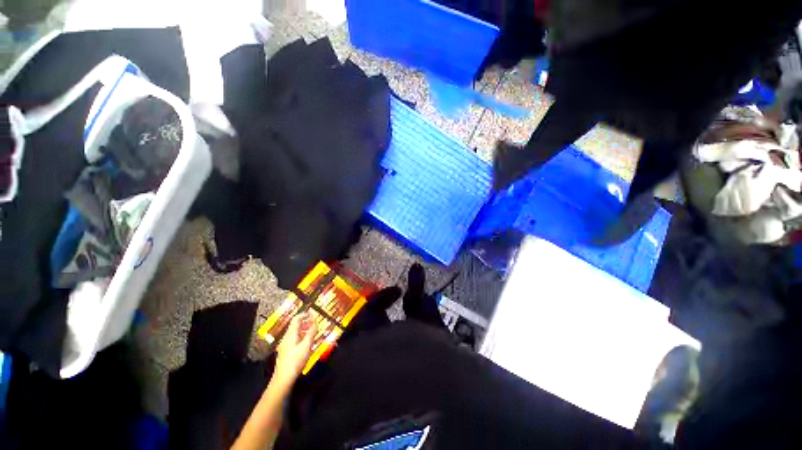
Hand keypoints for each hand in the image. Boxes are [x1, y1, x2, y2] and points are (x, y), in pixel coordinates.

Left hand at [273, 312, 316, 388]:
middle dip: (305, 321)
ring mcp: (285, 345)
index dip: (305, 314)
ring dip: (304, 329)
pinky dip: (301, 336)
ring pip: (295, 332)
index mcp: (291, 334)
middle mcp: (287, 337)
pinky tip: (307, 342)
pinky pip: (294, 339)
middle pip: (295, 325)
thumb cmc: (295, 361)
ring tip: (313, 330)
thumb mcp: (306, 345)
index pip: (296, 319)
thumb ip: (311, 332)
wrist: (283, 379)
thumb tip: (315, 321)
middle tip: (315, 321)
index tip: (313, 313)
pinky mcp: (286, 352)